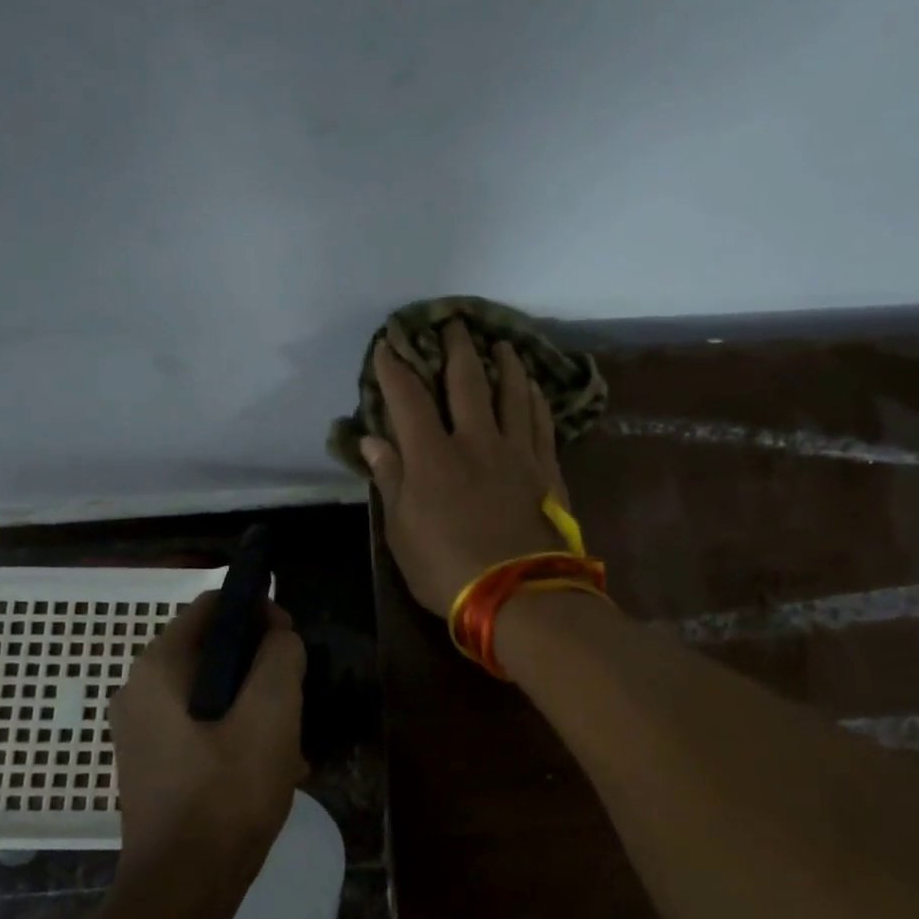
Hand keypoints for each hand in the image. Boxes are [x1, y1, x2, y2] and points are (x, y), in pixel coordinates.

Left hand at [107, 592, 306, 889]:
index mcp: (158, 668)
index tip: (291, 641)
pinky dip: (236, 731)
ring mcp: (142, 730)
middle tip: (295, 695)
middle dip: (260, 665)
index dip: (257, 611)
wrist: (182, 894)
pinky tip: (272, 766)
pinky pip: (202, 725)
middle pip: (213, 649)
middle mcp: (139, 691)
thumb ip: (280, 657)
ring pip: (212, 691)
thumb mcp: (271, 714)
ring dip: (254, 703)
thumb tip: (279, 637)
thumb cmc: (227, 795)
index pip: (212, 606)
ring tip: (291, 738)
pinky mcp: (153, 763)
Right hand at [361, 318, 570, 615]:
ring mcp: (515, 452)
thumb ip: (390, 480)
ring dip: (506, 364)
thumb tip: (372, 440)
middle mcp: (475, 441)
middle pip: (467, 382)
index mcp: (432, 456)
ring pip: (512, 394)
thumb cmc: (447, 569)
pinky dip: (536, 399)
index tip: (389, 345)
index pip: (409, 399)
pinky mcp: (546, 469)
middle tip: (456, 324)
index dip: (395, 369)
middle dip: (457, 349)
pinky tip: (535, 388)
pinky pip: (541, 422)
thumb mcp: (402, 532)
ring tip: (503, 344)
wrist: (518, 595)